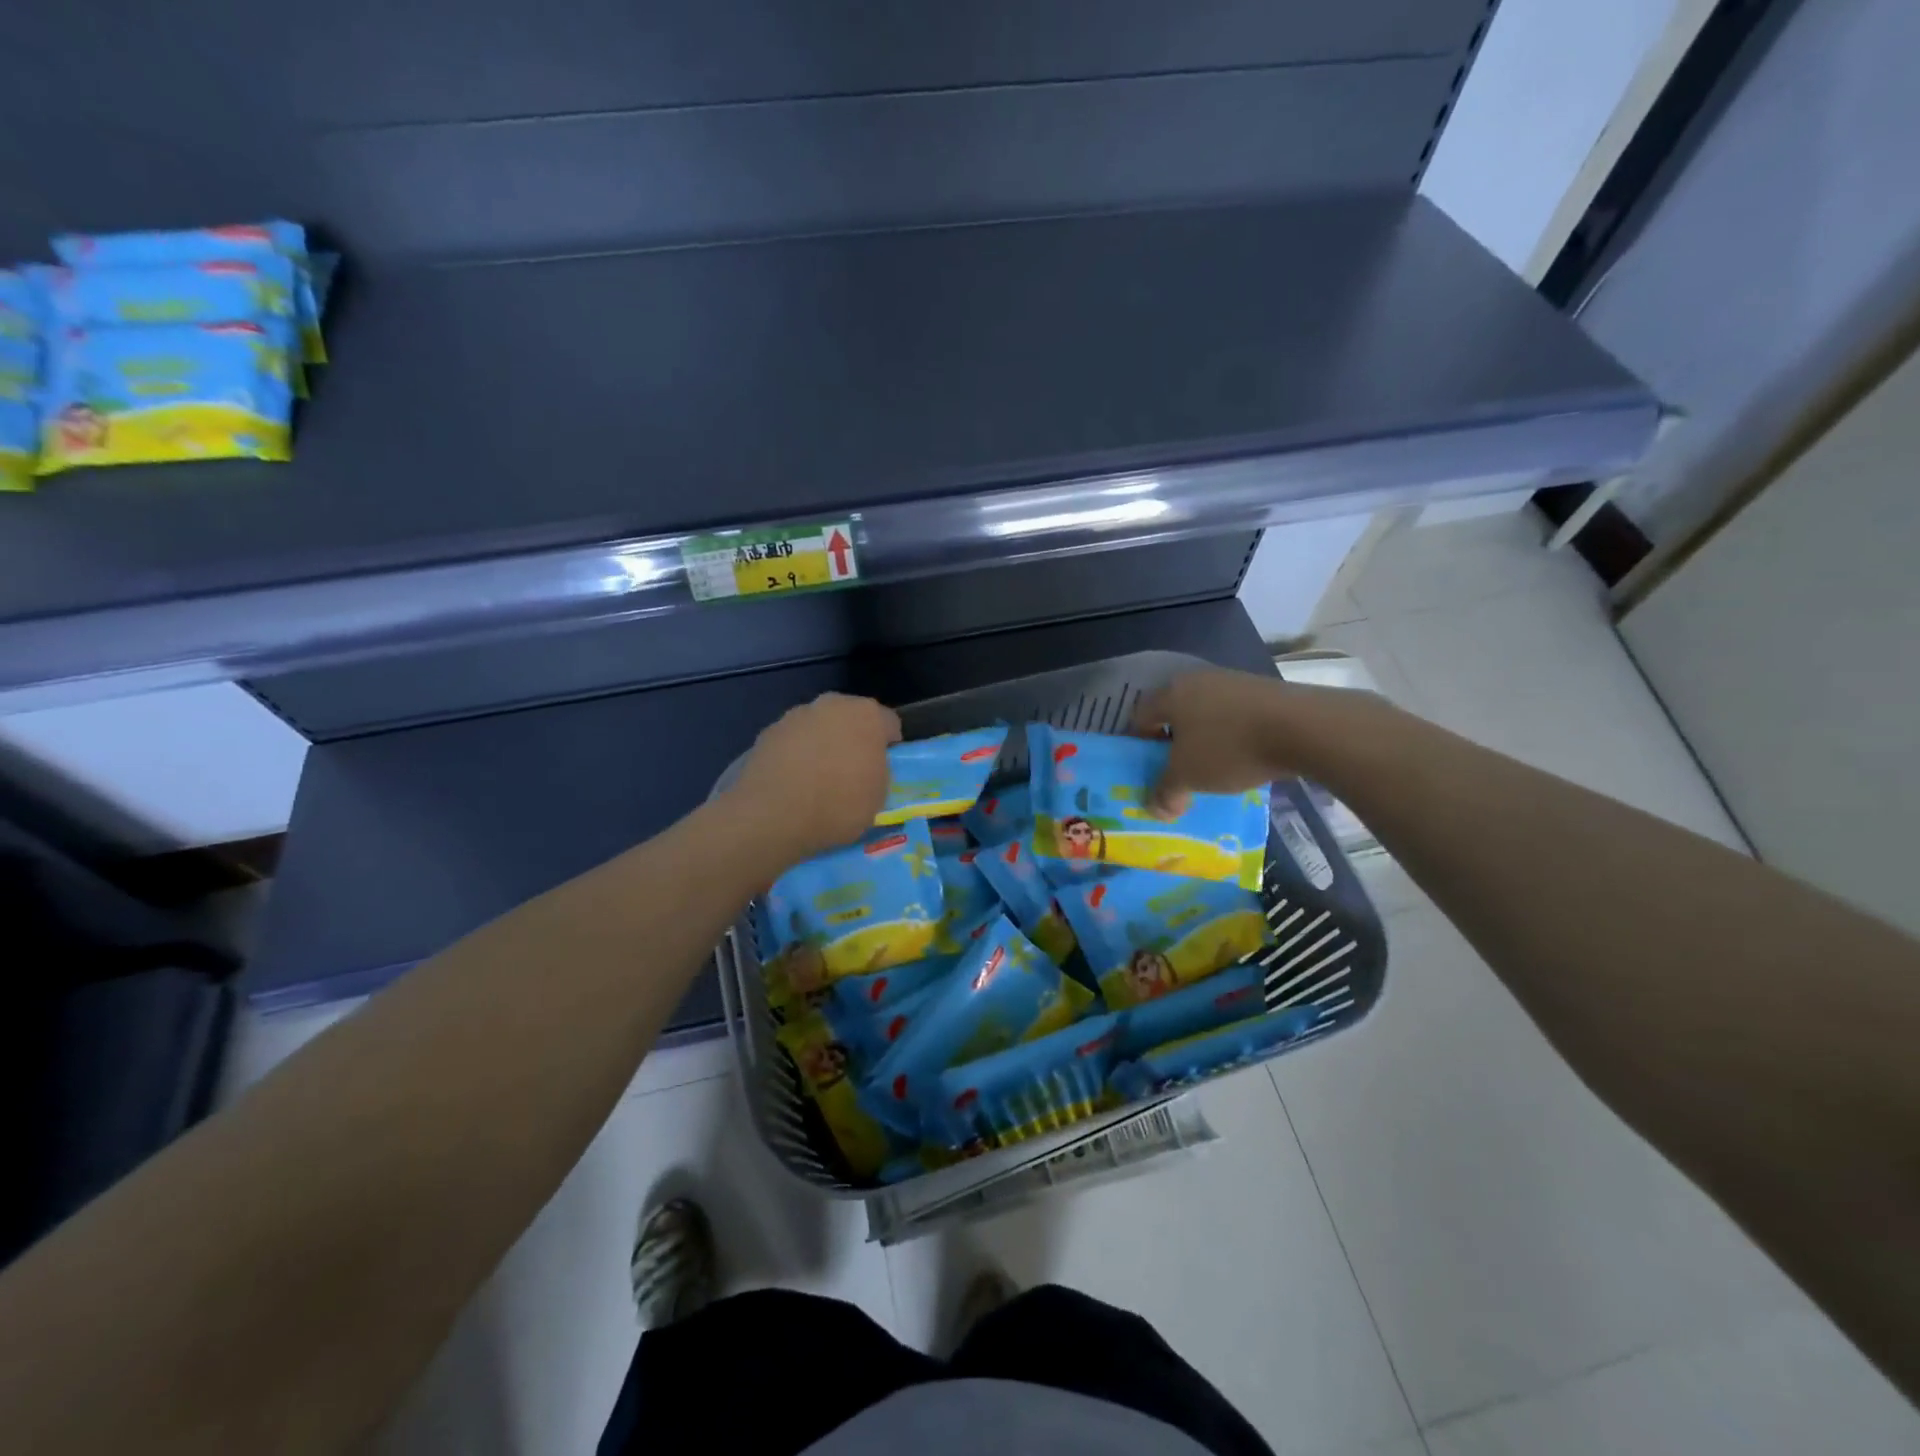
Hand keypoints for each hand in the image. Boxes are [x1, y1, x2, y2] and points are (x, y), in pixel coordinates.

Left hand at [728, 693, 900, 864]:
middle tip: (851, 772)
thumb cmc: (838, 804)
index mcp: (867, 715)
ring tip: (816, 781)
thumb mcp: (878, 798)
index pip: (889, 724)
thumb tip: (868, 768)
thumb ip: (878, 773)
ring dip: (821, 745)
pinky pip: (792, 743)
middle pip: (850, 719)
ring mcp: (795, 716)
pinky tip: (792, 784)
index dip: (889, 747)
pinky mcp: (767, 733)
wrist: (772, 815)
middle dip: (853, 739)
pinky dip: (795, 756)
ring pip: (818, 728)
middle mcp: (831, 705)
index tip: (883, 769)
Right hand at [1133, 669, 1381, 815]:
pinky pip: (1235, 714)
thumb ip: (1165, 793)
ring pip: (1206, 712)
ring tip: (1214, 768)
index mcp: (1171, 693)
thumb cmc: (1229, 748)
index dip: (1138, 744)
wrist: (1302, 727)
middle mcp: (1197, 679)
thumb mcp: (1189, 777)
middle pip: (1174, 712)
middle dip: (1172, 742)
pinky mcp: (1263, 690)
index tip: (1148, 769)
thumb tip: (1154, 809)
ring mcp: (1233, 681)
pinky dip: (1232, 735)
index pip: (1140, 715)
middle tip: (1178, 770)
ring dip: (1204, 739)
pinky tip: (1244, 757)